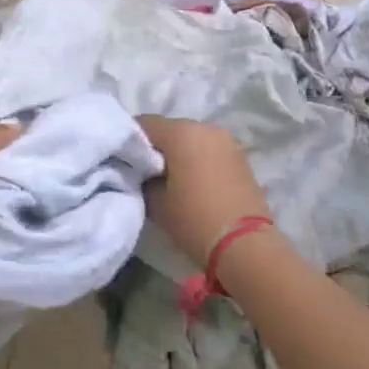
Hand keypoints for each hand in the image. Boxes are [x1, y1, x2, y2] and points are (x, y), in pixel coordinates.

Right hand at [137, 116, 269, 265]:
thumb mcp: (156, 202)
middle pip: (170, 129)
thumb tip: (144, 172)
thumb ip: (144, 178)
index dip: (130, 141)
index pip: (144, 124)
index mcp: (181, 132)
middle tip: (145, 172)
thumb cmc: (194, 219)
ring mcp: (227, 141)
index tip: (124, 161)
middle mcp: (206, 128)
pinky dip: (198, 161)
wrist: (245, 245)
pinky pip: (209, 151)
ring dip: (179, 154)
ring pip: (192, 140)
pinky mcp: (240, 158)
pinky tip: (193, 183)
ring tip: (170, 180)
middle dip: (156, 147)